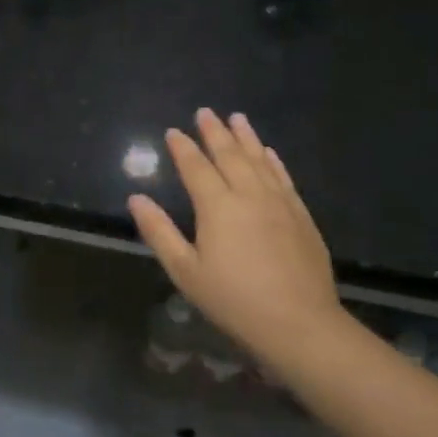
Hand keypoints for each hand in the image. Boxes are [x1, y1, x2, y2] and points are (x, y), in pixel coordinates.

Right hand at [128, 109, 343, 368]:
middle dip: (214, 132)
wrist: (300, 324)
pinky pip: (283, 177)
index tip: (173, 131)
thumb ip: (159, 231)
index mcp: (217, 206)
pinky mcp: (301, 215)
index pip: (195, 167)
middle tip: (205, 112)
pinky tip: (269, 151)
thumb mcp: (185, 271)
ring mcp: (279, 203)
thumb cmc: (234, 300)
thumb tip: (136, 198)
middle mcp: (249, 194)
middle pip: (229, 155)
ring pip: (259, 160)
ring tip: (236, 118)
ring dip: (245, 137)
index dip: (182, 148)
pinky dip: (273, 160)